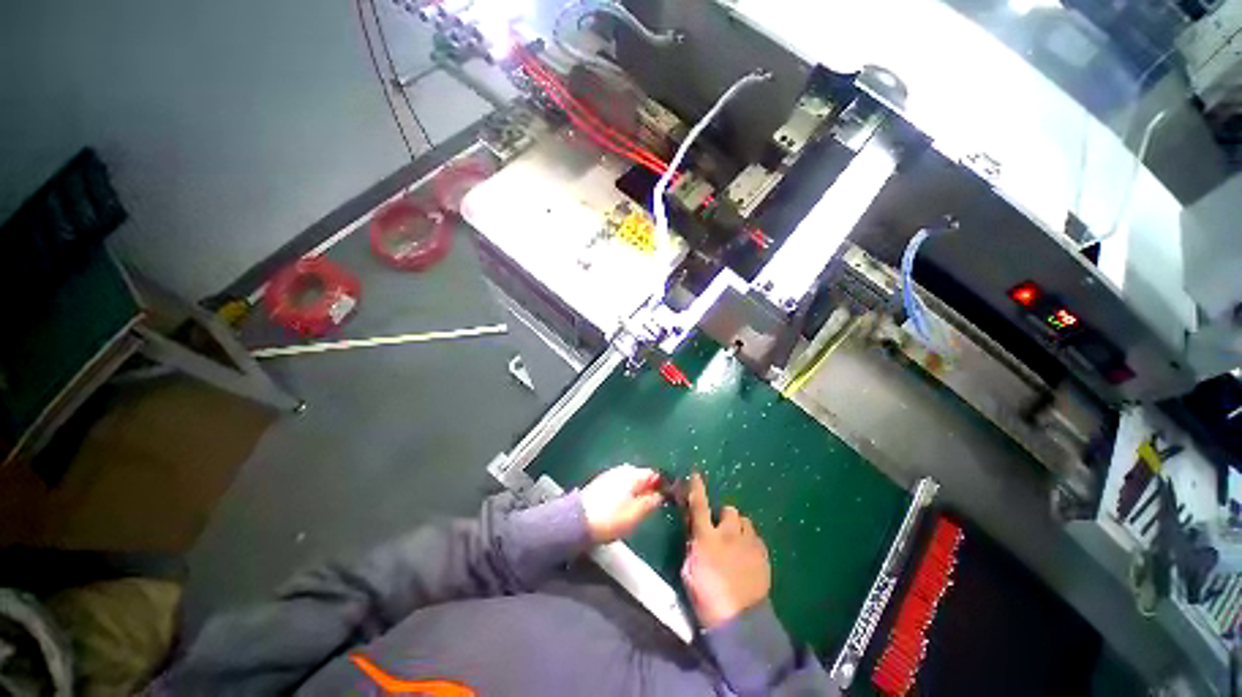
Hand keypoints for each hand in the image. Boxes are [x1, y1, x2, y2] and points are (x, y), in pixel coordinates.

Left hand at [580, 464, 663, 543]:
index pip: (653, 473)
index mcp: (633, 474)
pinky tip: (622, 506)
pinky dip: (624, 493)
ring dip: (635, 490)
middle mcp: (622, 470)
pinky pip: (619, 485)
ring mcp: (609, 475)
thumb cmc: (611, 518)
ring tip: (637, 508)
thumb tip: (660, 494)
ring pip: (629, 480)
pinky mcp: (600, 483)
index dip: (661, 485)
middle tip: (652, 505)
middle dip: (648, 487)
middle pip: (641, 476)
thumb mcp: (637, 514)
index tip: (666, 498)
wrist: (578, 522)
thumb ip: (651, 502)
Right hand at [680, 472, 770, 628]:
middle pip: (729, 510)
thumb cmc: (706, 596)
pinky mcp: (763, 555)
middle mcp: (729, 534)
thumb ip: (691, 543)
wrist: (739, 621)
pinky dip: (750, 540)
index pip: (699, 504)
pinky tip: (747, 554)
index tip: (695, 473)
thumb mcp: (688, 569)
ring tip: (736, 542)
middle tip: (720, 530)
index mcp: (707, 537)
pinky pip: (756, 537)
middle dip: (724, 516)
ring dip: (738, 527)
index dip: (697, 487)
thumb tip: (692, 527)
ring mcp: (749, 544)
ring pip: (745, 521)